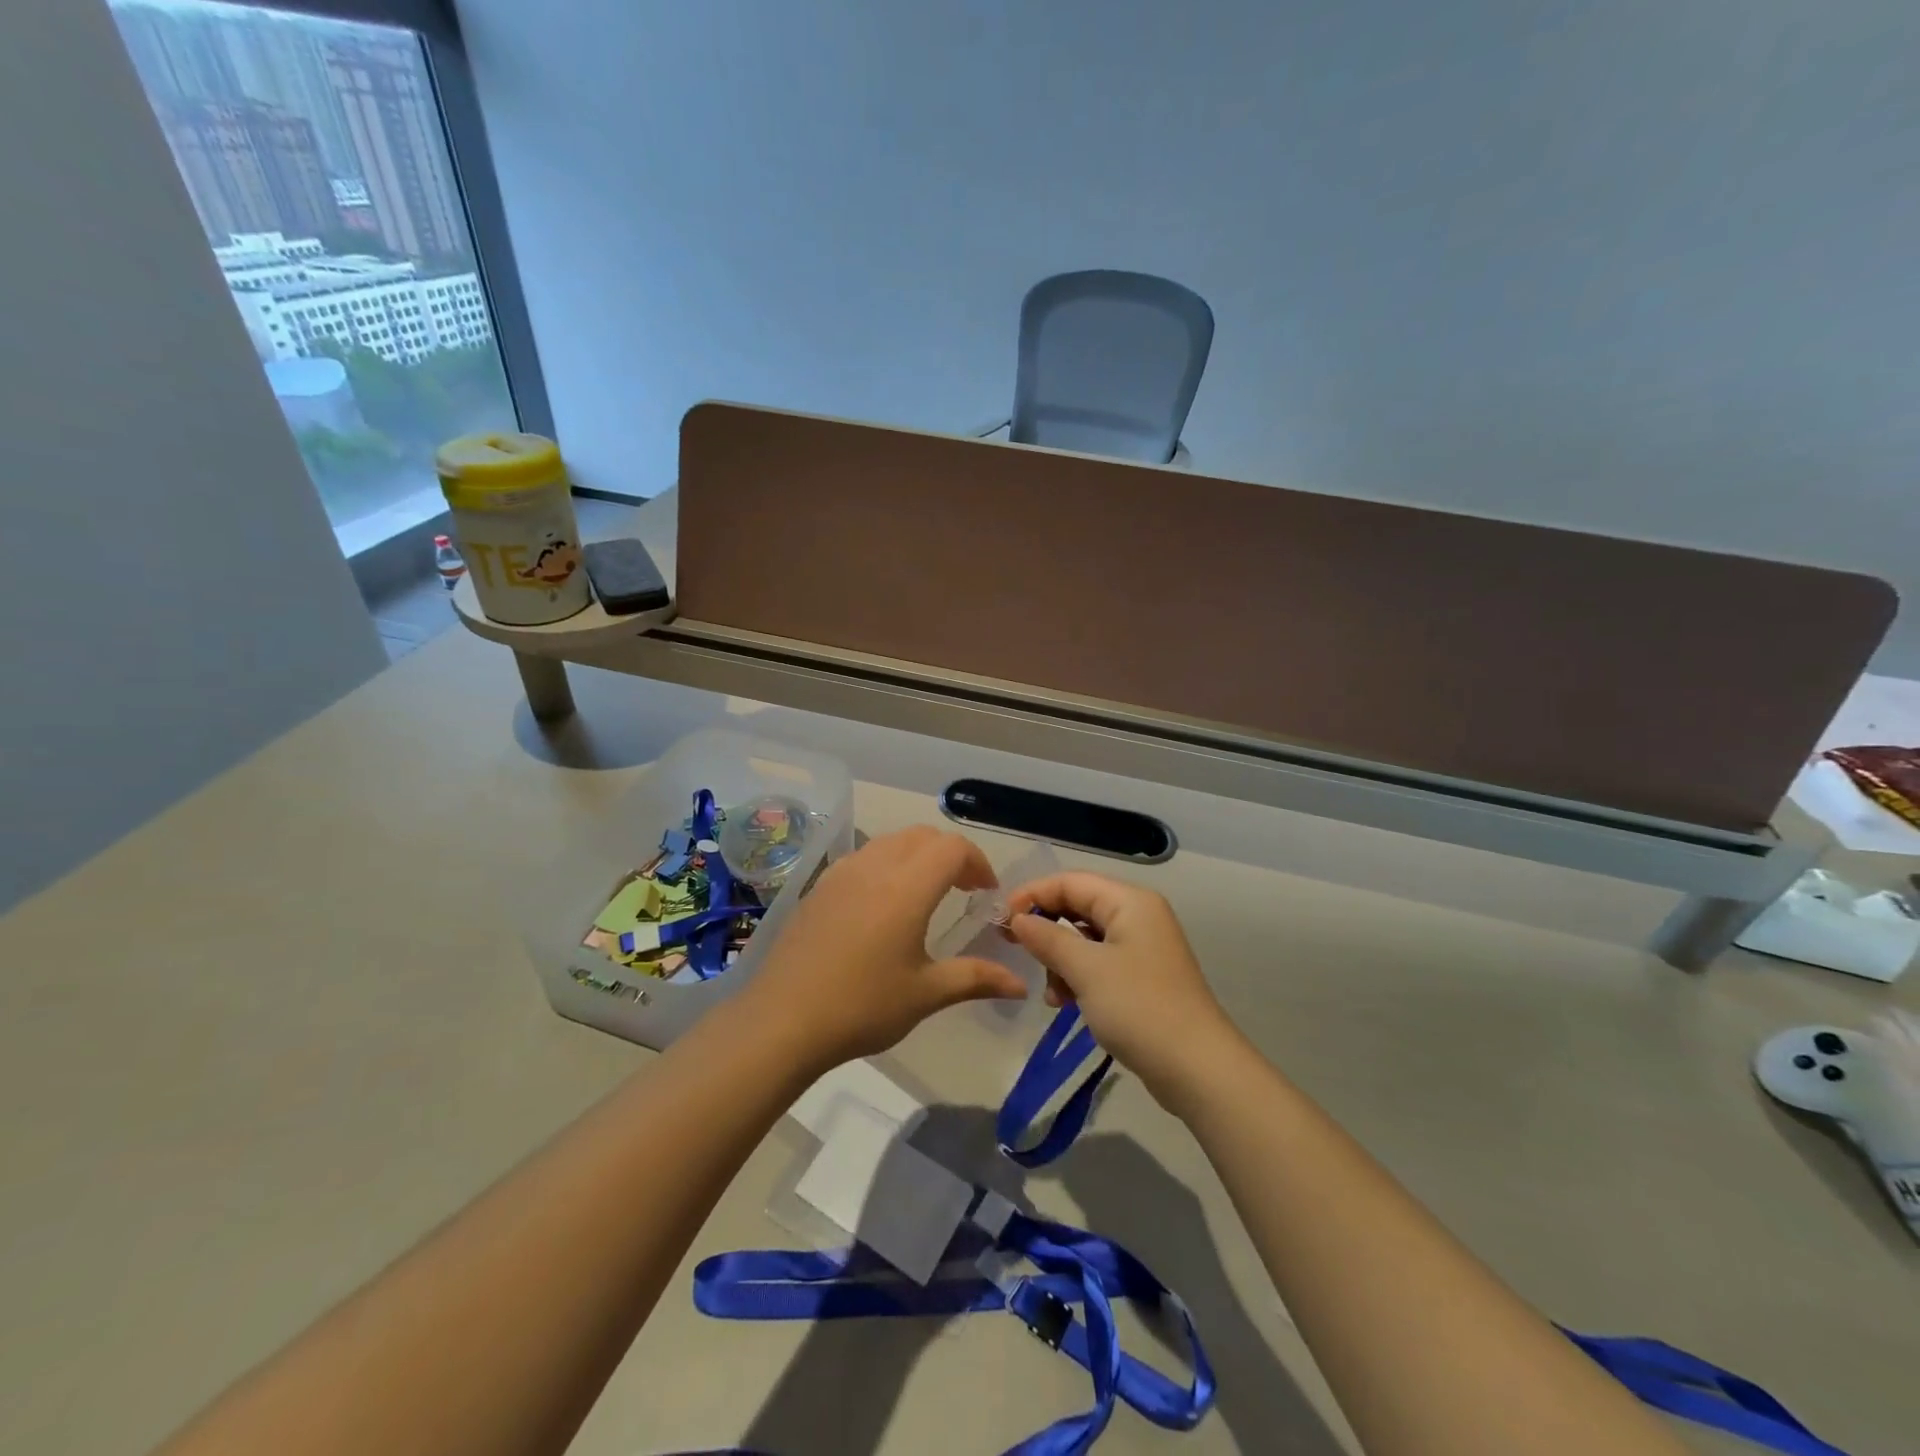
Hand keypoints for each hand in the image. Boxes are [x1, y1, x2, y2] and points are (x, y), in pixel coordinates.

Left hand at [737, 826, 1028, 1069]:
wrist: (783, 1020)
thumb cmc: (862, 1006)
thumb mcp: (925, 994)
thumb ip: (976, 978)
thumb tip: (1020, 984)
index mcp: (907, 888)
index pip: (953, 848)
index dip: (978, 862)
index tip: (985, 894)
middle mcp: (875, 867)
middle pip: (922, 836)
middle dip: (950, 854)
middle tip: (963, 890)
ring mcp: (842, 873)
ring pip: (890, 842)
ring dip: (917, 855)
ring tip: (925, 893)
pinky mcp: (819, 887)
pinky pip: (863, 857)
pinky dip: (886, 864)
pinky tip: (882, 905)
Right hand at [1006, 872, 1239, 1111]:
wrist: (1197, 1069)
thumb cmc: (1139, 1007)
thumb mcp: (1086, 969)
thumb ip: (1048, 938)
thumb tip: (1018, 919)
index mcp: (1130, 901)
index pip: (1070, 881)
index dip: (1033, 895)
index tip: (1001, 920)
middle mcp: (1138, 916)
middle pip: (1078, 907)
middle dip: (1046, 929)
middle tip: (1015, 950)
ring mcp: (1142, 949)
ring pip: (1085, 939)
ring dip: (1060, 959)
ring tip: (1051, 993)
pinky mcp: (1142, 978)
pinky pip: (1099, 964)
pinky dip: (1078, 978)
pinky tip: (1066, 1004)